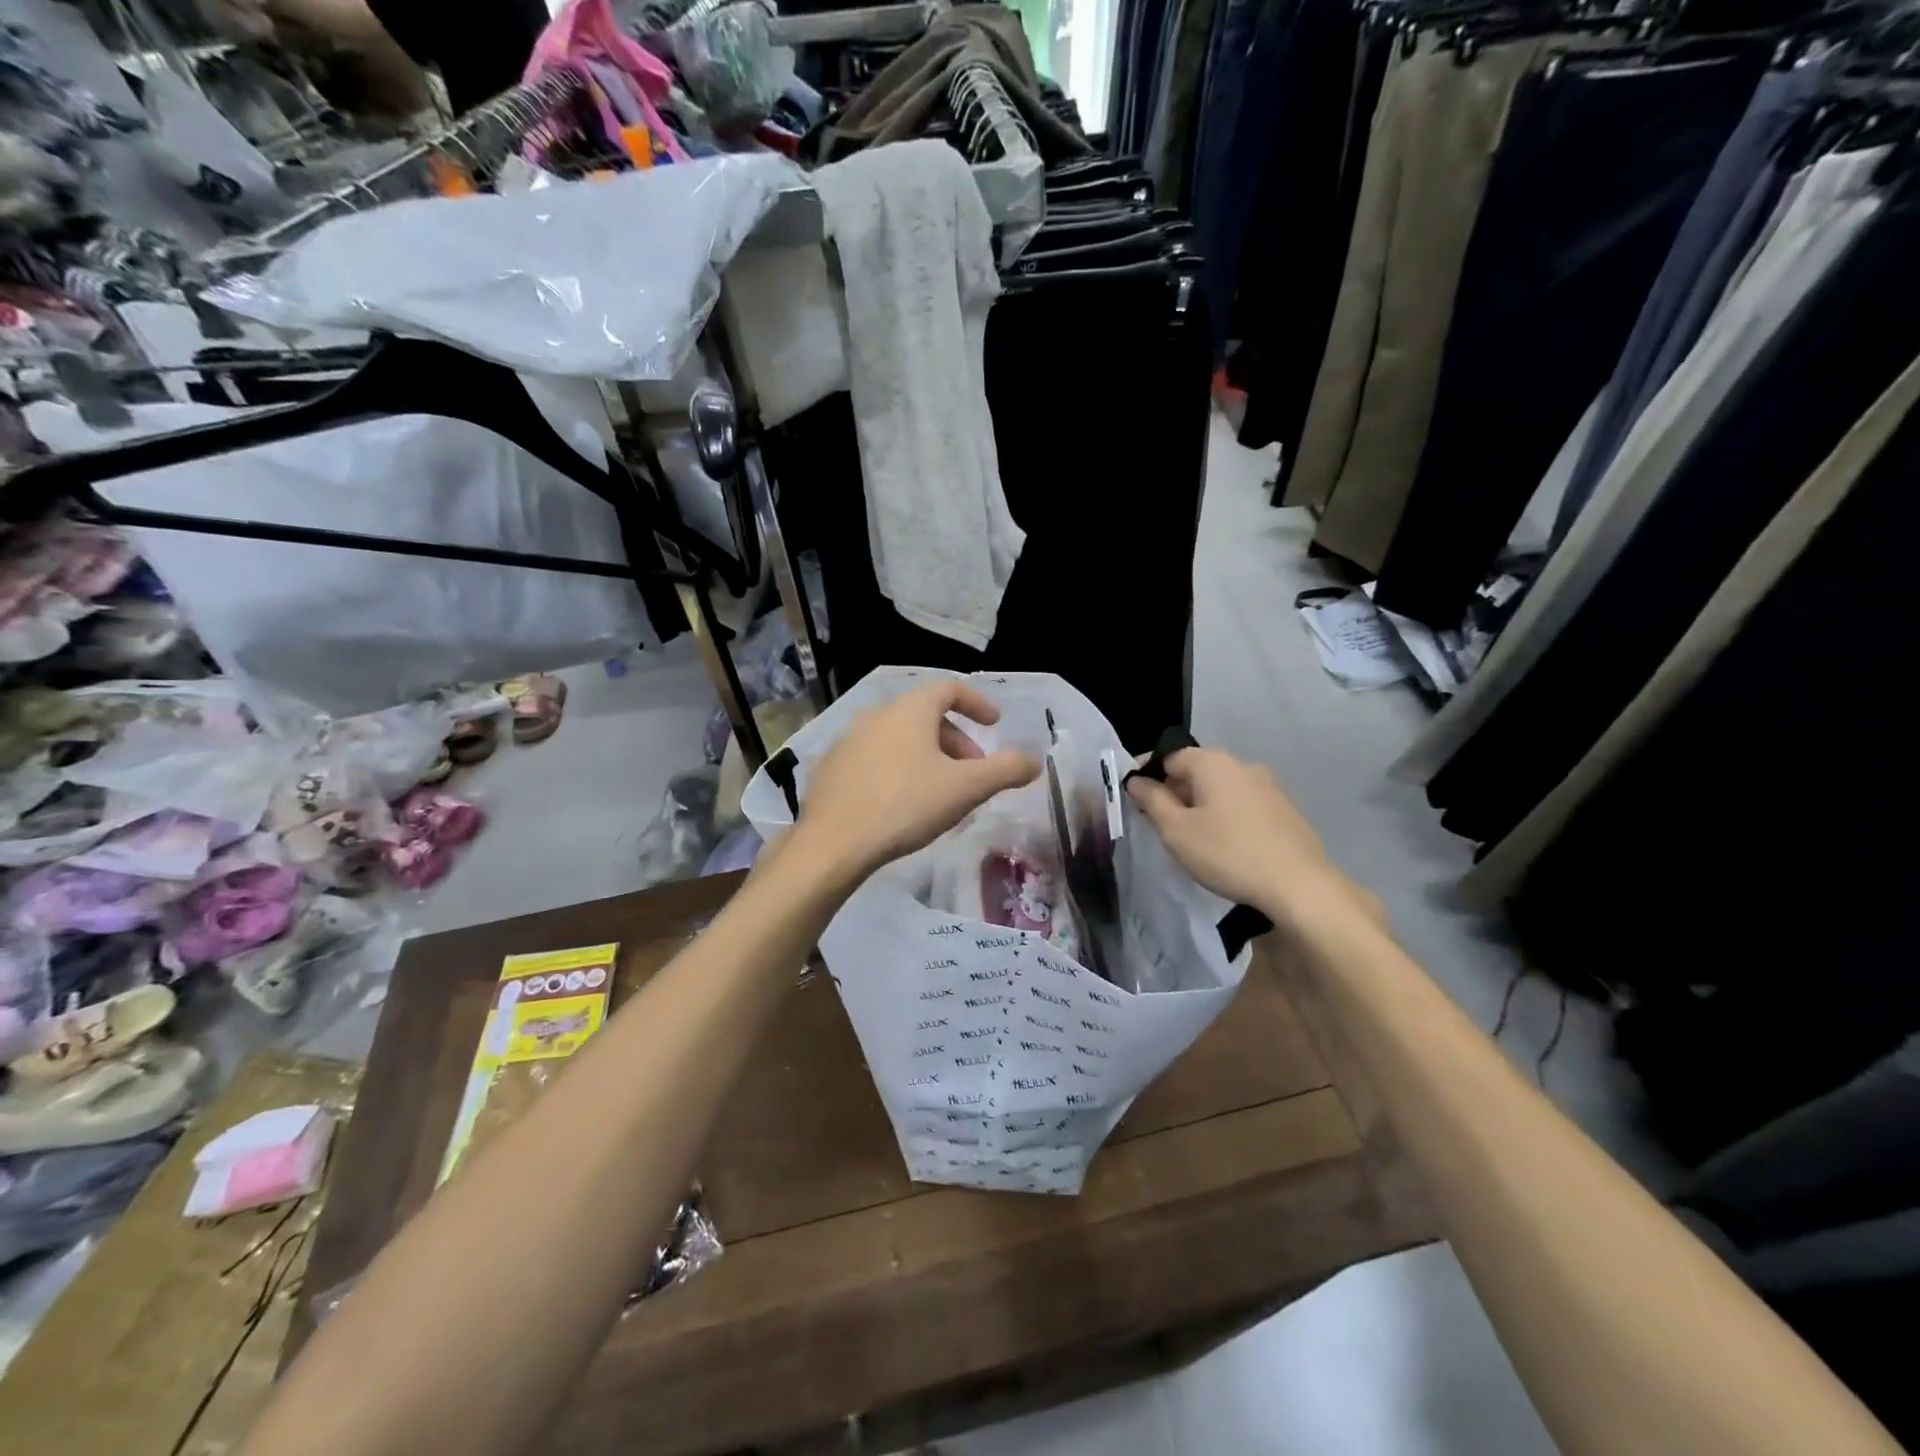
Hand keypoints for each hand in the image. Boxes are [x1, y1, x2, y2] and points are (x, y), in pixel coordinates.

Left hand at [795, 682, 1039, 880]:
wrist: (833, 843)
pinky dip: (898, 770)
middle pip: (925, 716)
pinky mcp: (831, 768)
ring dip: (927, 757)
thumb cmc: (906, 805)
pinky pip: (875, 759)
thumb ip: (1006, 770)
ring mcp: (849, 741)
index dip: (977, 703)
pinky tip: (902, 804)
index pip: (949, 689)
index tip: (995, 724)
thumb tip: (1036, 760)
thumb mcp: (966, 788)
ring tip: (941, 792)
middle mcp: (877, 715)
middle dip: (956, 741)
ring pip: (900, 739)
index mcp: (910, 710)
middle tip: (973, 773)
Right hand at [1127, 747, 1375, 928]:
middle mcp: (1242, 765)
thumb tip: (1137, 780)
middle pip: (1196, 770)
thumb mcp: (1176, 831)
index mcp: (1212, 762)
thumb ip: (1152, 800)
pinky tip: (1226, 845)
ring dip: (1202, 805)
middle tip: (1161, 824)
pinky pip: (1243, 804)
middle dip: (1175, 791)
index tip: (1136, 799)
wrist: (1298, 885)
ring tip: (1193, 838)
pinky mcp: (1285, 810)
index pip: (1168, 756)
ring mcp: (1268, 786)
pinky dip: (1227, 816)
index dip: (1148, 774)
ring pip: (1221, 788)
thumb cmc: (1227, 853)